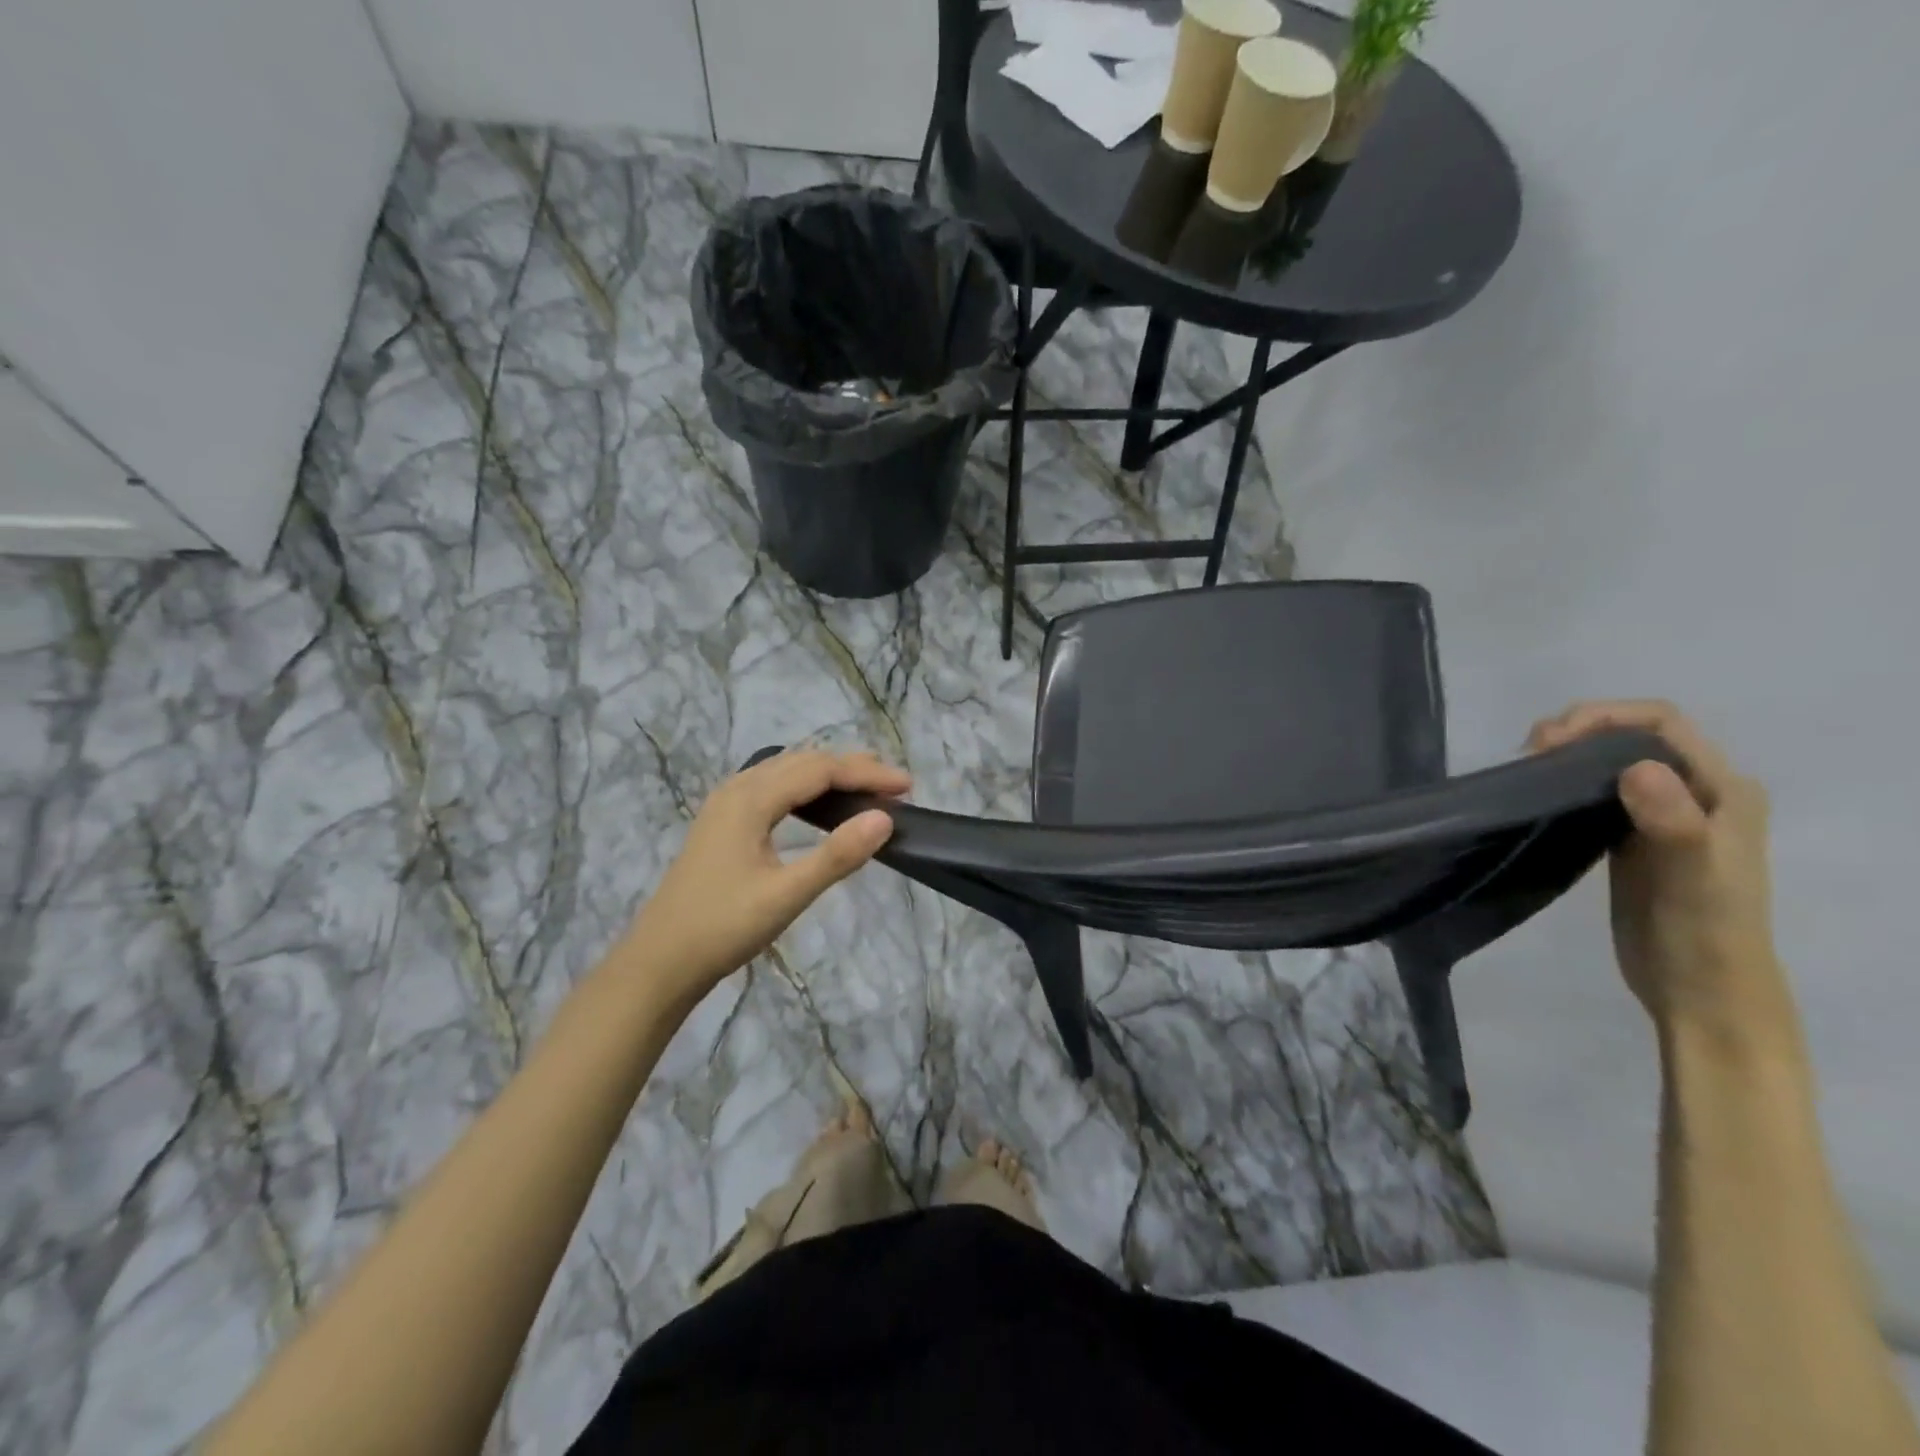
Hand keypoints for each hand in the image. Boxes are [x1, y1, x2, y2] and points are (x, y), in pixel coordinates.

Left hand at [618, 748, 909, 1007]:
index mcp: (750, 799)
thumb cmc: (722, 929)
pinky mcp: (722, 823)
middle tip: (894, 785)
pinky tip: (817, 805)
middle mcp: (737, 790)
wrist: (659, 962)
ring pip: (786, 772)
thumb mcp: (786, 895)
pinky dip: (805, 788)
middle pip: (803, 763)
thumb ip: (836, 856)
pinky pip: (772, 787)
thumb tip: (884, 818)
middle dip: (852, 768)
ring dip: (829, 774)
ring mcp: (725, 804)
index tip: (907, 787)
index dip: (866, 774)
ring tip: (866, 787)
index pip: (821, 770)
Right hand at [1528, 701, 1791, 1043]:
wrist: (1700, 992)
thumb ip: (1674, 822)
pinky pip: (1595, 791)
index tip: (1549, 739)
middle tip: (1527, 754)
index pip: (1661, 722)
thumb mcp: (1694, 878)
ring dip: (1566, 754)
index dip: (1603, 717)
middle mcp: (1697, 792)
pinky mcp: (1629, 837)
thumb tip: (1635, 768)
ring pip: (1608, 760)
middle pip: (1631, 734)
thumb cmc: (1705, 933)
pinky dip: (1563, 781)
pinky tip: (1536, 794)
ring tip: (1523, 769)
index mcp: (1723, 790)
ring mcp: (1662, 815)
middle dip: (1577, 730)